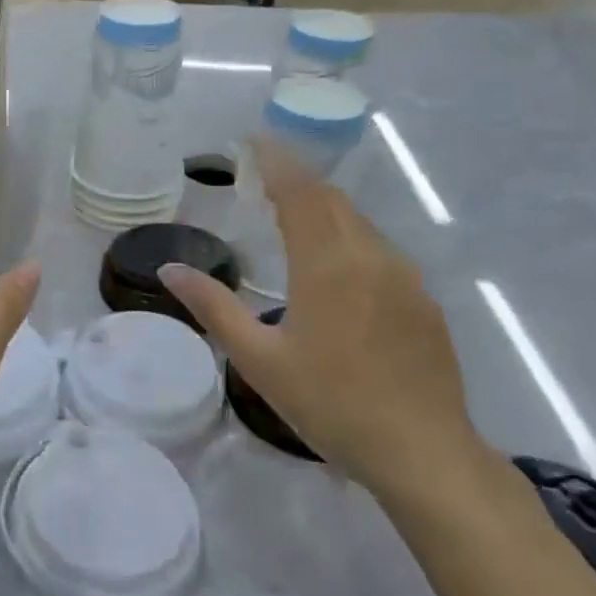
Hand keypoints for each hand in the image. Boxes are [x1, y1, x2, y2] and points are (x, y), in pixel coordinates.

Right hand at [158, 137, 479, 496]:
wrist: (425, 454)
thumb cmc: (332, 404)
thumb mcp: (259, 360)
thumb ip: (213, 307)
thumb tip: (170, 270)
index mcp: (327, 264)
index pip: (300, 191)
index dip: (276, 161)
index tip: (252, 141)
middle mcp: (370, 256)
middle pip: (331, 199)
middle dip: (297, 180)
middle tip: (263, 179)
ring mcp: (404, 277)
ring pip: (358, 223)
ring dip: (324, 209)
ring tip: (292, 217)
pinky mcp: (423, 300)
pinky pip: (379, 250)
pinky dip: (348, 238)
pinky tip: (336, 268)